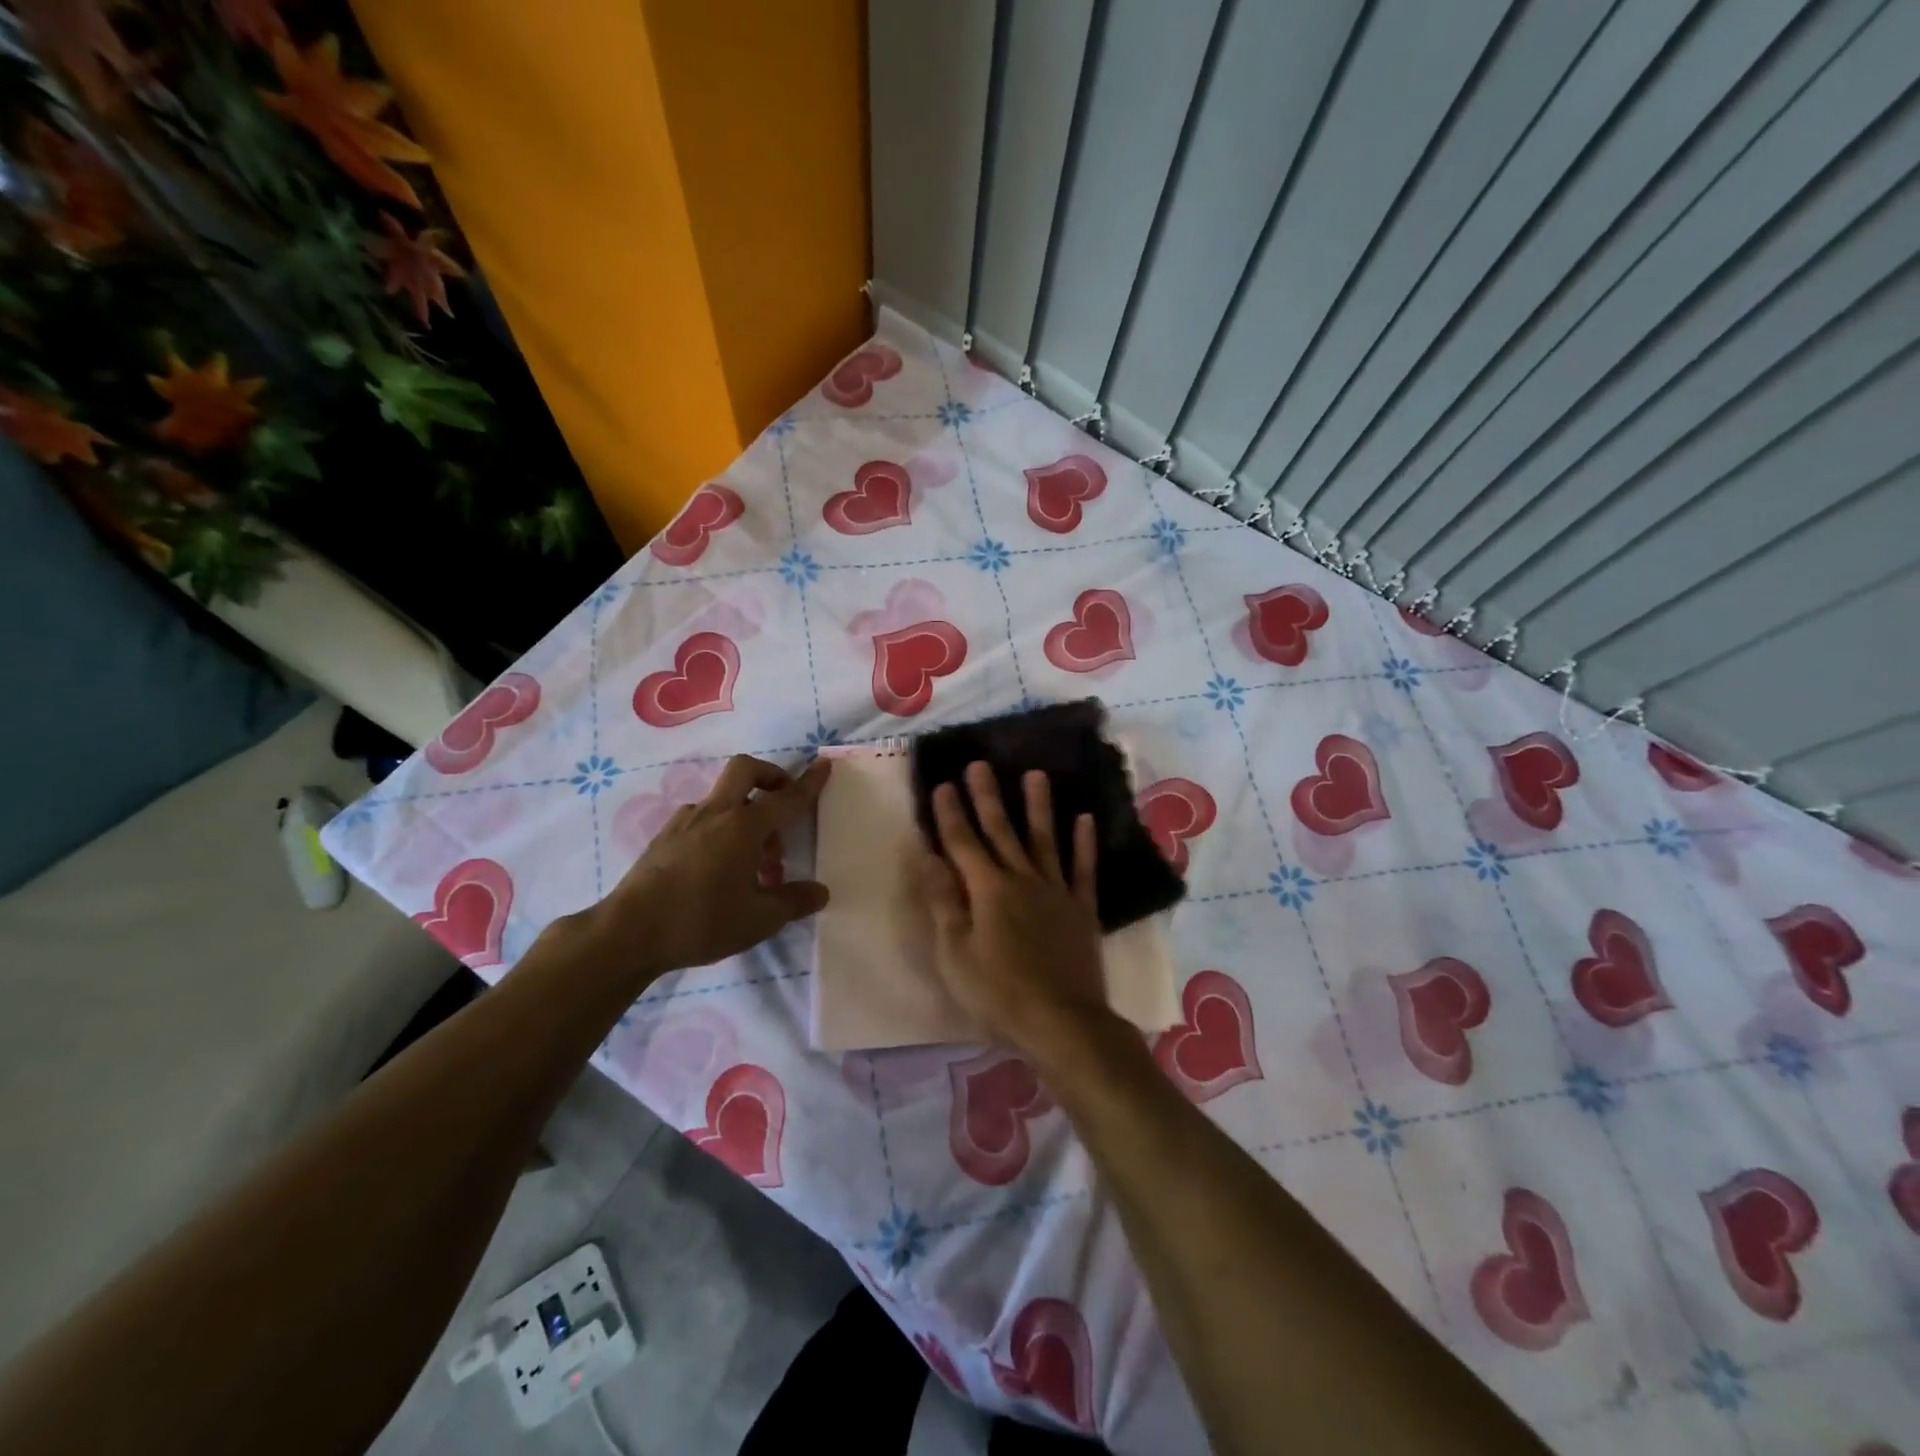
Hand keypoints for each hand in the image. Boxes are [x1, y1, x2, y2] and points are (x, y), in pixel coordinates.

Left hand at [588, 754, 831, 978]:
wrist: (628, 933)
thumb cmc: (701, 921)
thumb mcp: (759, 919)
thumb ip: (793, 902)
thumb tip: (820, 891)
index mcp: (744, 826)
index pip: (786, 798)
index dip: (809, 783)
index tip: (824, 765)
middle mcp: (716, 813)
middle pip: (746, 770)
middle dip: (771, 776)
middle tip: (783, 802)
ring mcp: (685, 821)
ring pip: (724, 798)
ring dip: (746, 813)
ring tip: (754, 861)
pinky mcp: (664, 836)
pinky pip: (702, 817)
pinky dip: (720, 828)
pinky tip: (720, 866)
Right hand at [920, 762, 1107, 1056]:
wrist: (1062, 1022)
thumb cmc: (998, 994)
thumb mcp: (955, 954)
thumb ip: (943, 902)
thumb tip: (928, 856)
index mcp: (987, 890)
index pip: (963, 842)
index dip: (951, 813)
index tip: (944, 783)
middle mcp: (1022, 879)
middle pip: (1002, 831)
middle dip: (988, 797)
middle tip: (980, 764)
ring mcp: (1056, 891)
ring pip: (1044, 839)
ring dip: (1038, 806)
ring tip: (1035, 774)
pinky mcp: (1081, 909)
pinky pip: (1083, 869)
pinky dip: (1084, 843)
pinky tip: (1084, 819)